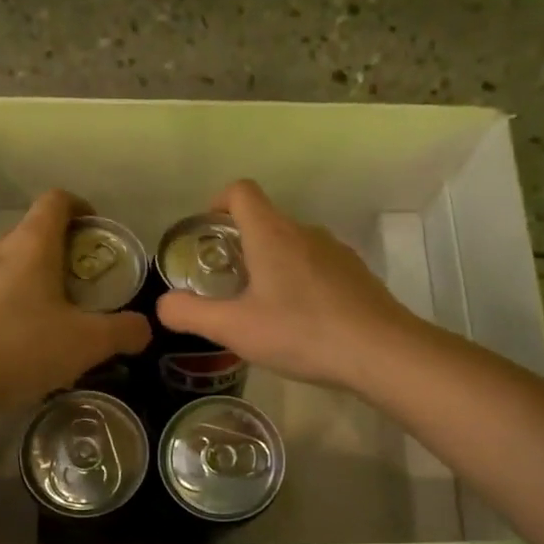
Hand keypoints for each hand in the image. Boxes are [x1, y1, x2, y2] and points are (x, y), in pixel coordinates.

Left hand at [0, 189, 151, 411]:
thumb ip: (122, 332)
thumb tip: (144, 328)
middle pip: (33, 236)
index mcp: (31, 245)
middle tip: (82, 290)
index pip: (56, 201)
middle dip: (61, 255)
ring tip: (49, 321)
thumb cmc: (20, 349)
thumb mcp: (85, 344)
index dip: (80, 206)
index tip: (95, 229)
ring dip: (33, 282)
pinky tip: (14, 342)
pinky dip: (7, 305)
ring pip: (9, 266)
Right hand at [155, 180, 420, 390]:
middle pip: (266, 220)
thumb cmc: (301, 332)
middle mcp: (305, 232)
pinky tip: (301, 321)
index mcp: (272, 234)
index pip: (241, 191)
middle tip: (226, 284)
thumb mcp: (235, 329)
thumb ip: (191, 314)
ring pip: (293, 245)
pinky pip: (317, 267)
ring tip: (262, 308)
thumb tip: (162, 304)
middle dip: (240, 244)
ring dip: (272, 265)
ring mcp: (336, 252)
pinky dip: (300, 282)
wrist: (380, 351)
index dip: (218, 202)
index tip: (207, 233)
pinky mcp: (356, 275)